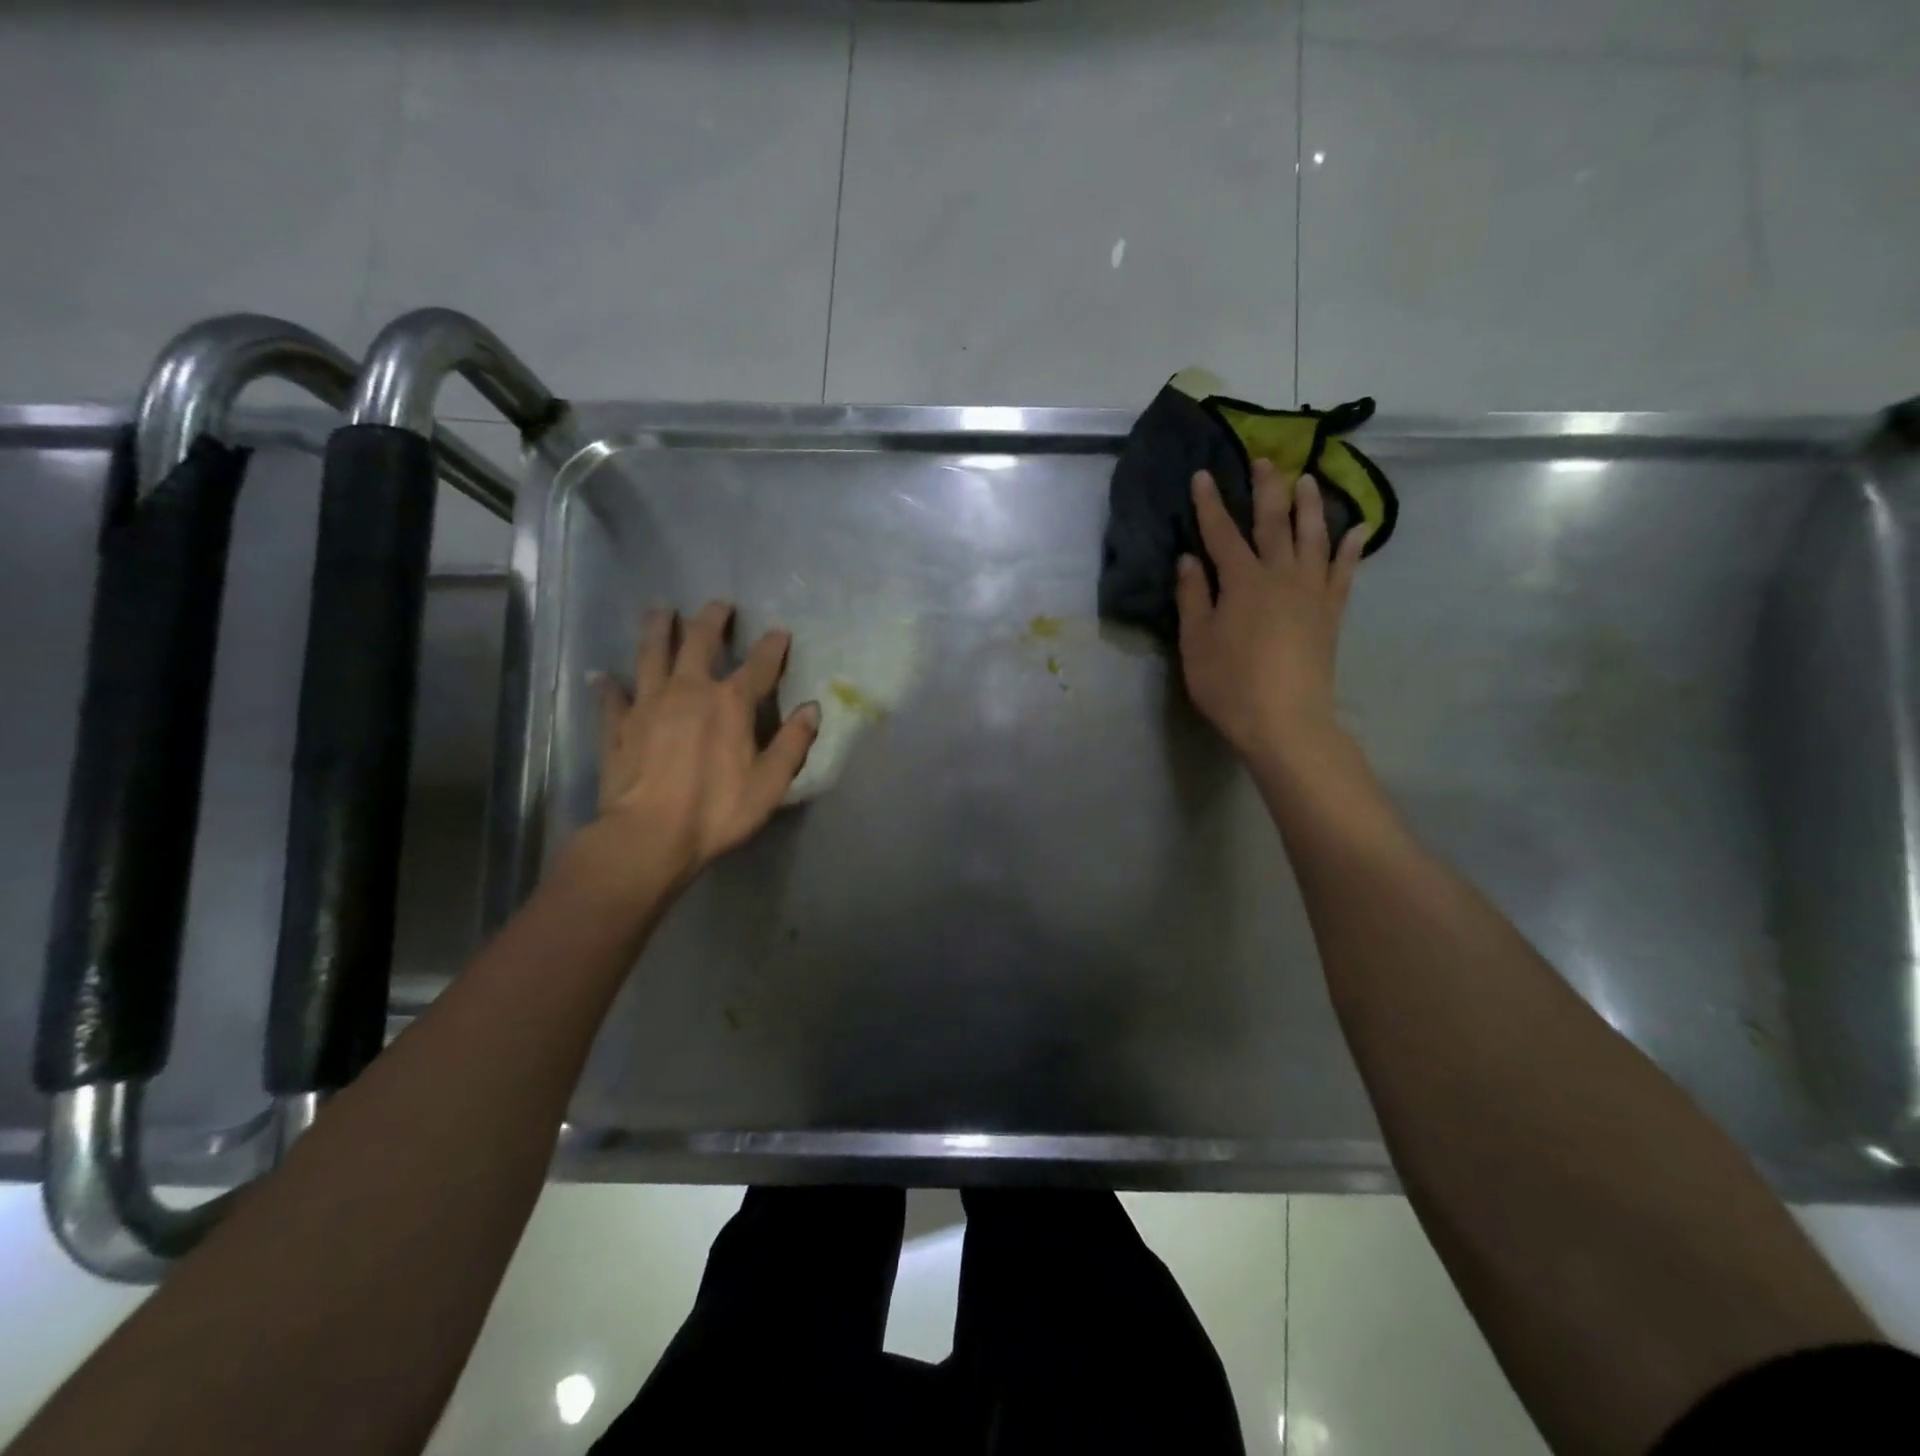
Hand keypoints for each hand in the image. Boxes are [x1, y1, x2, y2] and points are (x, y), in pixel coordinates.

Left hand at [581, 601, 818, 896]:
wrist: (649, 835)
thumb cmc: (717, 811)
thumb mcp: (770, 783)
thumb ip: (793, 743)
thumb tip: (813, 709)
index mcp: (731, 703)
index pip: (759, 665)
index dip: (772, 646)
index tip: (779, 632)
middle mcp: (689, 690)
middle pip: (700, 642)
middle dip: (712, 620)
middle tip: (719, 605)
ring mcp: (649, 704)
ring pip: (652, 654)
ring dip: (658, 629)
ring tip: (661, 610)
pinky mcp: (618, 725)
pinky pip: (612, 697)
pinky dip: (607, 684)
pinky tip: (601, 674)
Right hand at [1176, 461, 1366, 763]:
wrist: (1286, 721)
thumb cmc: (1230, 685)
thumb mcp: (1196, 643)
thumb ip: (1193, 597)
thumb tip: (1189, 559)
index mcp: (1241, 581)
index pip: (1221, 533)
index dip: (1210, 503)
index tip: (1203, 474)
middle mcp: (1280, 576)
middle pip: (1273, 523)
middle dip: (1266, 489)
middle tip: (1265, 459)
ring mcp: (1311, 593)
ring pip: (1313, 538)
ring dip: (1310, 506)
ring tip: (1308, 480)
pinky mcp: (1331, 614)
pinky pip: (1344, 573)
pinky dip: (1351, 549)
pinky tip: (1357, 530)